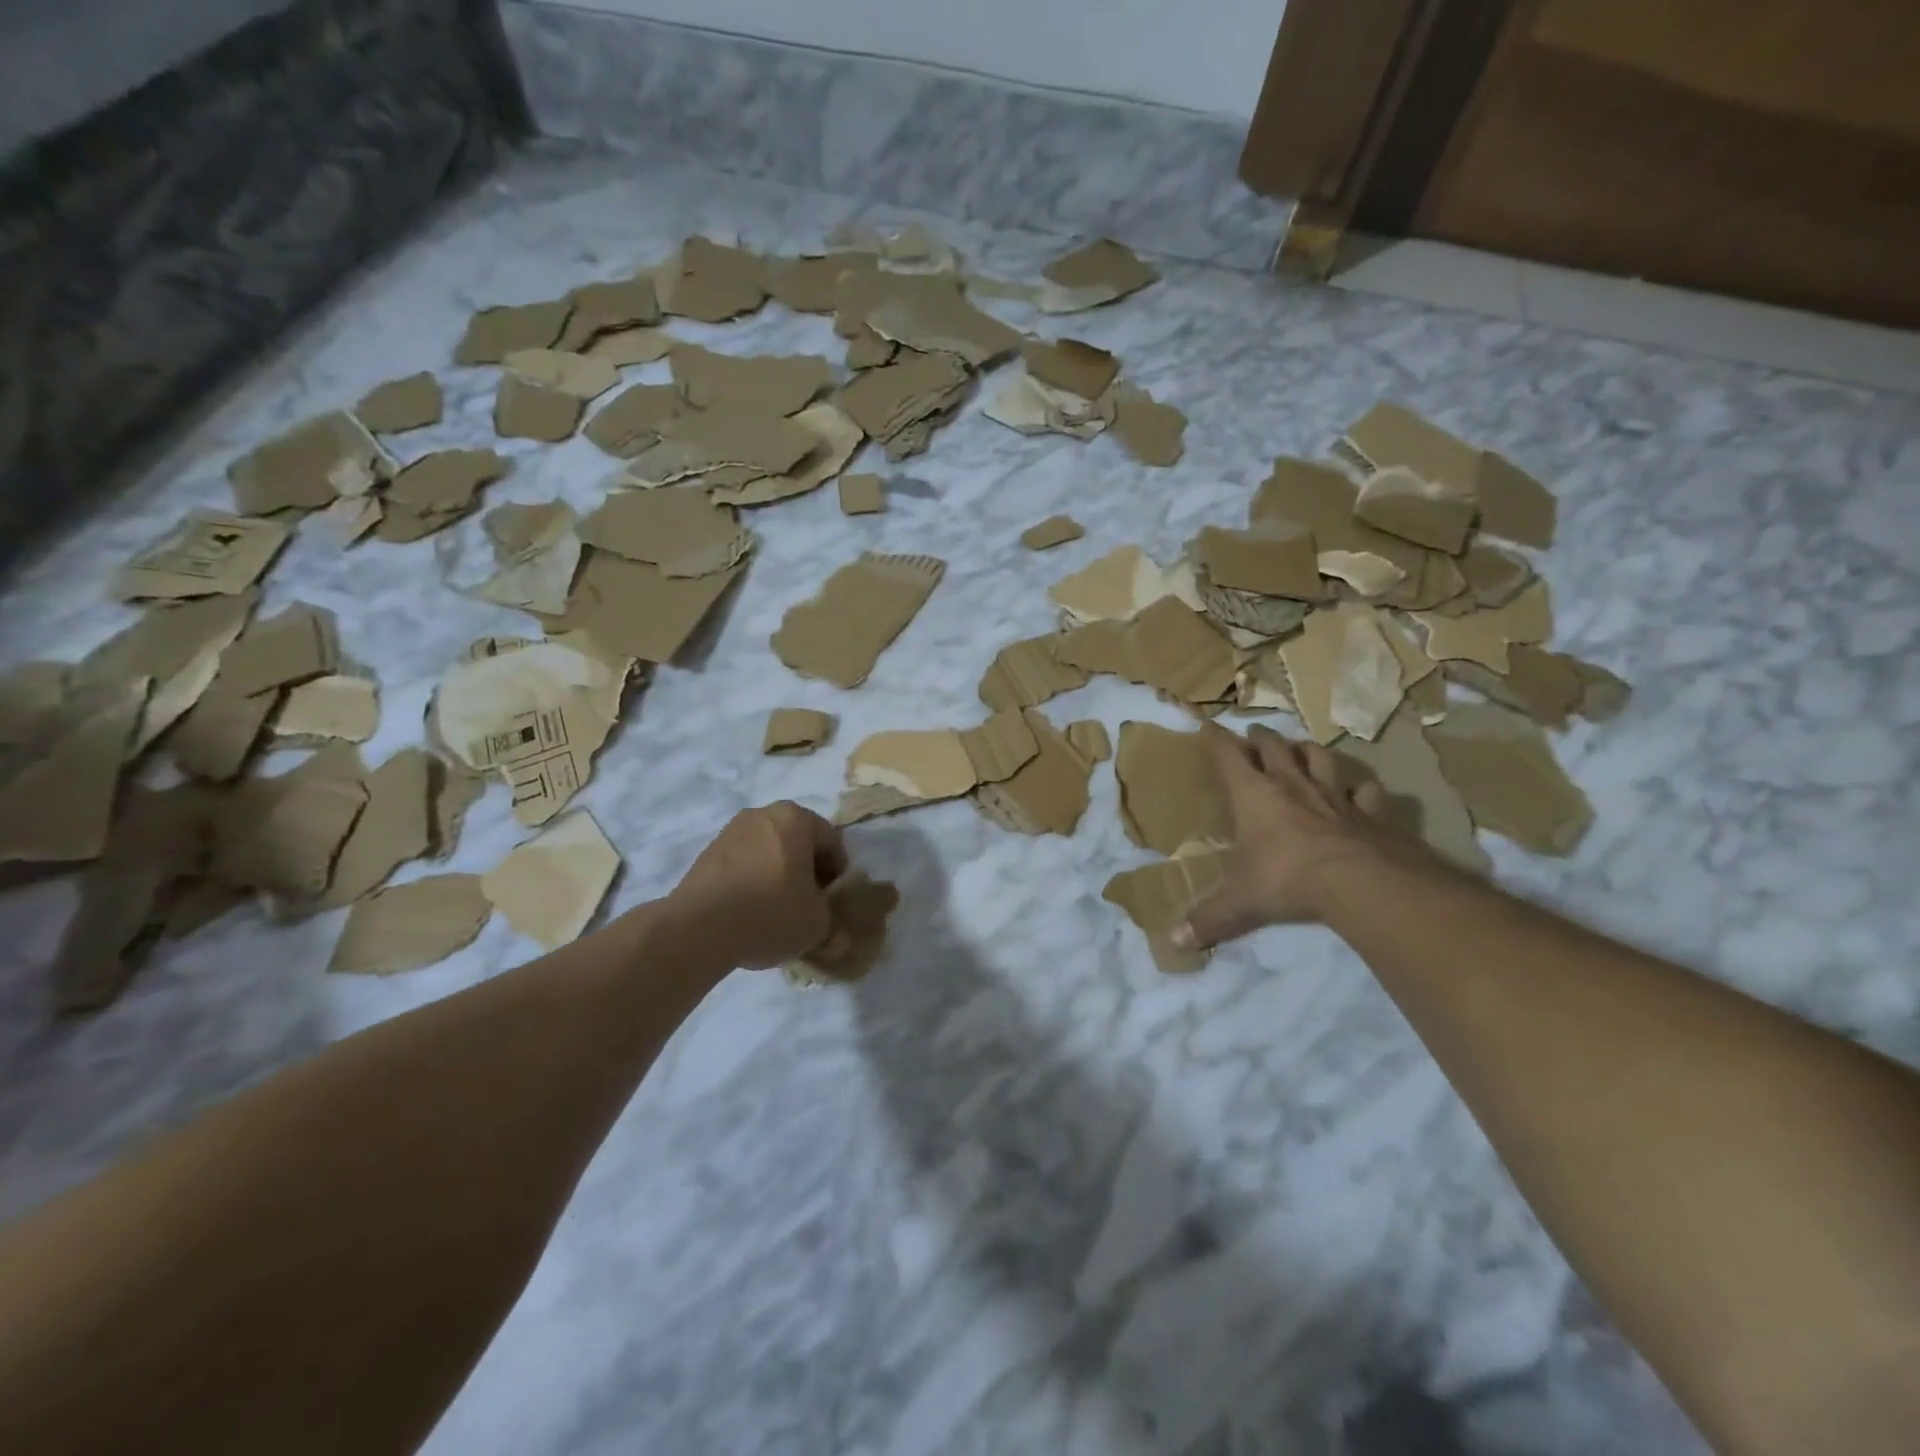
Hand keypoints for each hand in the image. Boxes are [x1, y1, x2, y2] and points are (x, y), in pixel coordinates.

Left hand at [665, 803, 848, 969]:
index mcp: (796, 818)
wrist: (699, 928)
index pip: (832, 842)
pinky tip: (749, 911)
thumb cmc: (771, 913)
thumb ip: (829, 908)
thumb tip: (818, 907)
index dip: (837, 873)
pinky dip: (751, 881)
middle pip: (797, 841)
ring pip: (768, 851)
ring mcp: (730, 832)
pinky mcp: (707, 853)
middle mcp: (763, 814)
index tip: (832, 900)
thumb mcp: (819, 920)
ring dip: (777, 874)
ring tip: (776, 910)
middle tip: (808, 903)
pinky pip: (742, 864)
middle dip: (806, 869)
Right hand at [1174, 723, 1415, 948]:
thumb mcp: (1239, 902)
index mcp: (1253, 795)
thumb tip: (1174, 942)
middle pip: (1274, 747)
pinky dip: (1361, 790)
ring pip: (1320, 758)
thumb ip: (1209, 919)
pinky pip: (1366, 792)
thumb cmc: (1286, 879)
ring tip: (1302, 749)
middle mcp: (1291, 785)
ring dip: (1308, 751)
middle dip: (1260, 737)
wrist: (1359, 882)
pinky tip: (1360, 793)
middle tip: (1254, 733)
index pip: (1228, 756)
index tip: (1207, 726)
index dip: (1216, 740)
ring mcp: (1334, 795)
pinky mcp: (1370, 812)